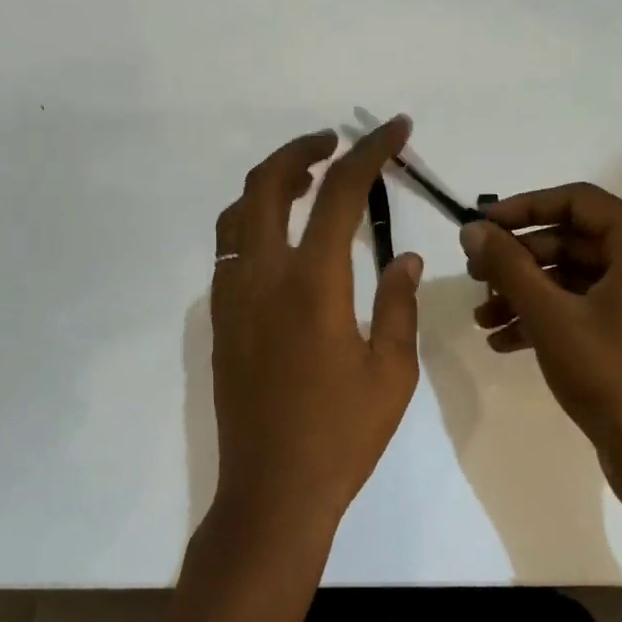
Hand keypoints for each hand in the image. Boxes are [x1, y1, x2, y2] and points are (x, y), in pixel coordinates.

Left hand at [208, 117, 424, 547]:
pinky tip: (286, 241)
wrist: (272, 491)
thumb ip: (398, 302)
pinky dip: (256, 220)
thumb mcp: (391, 370)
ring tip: (310, 183)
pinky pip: (231, 247)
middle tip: (336, 144)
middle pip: (267, 183)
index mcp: (313, 284)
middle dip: (302, 150)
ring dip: (273, 183)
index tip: (394, 130)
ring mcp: (232, 296)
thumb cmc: (342, 435)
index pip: (340, 193)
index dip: (370, 152)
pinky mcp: (220, 318)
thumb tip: (402, 254)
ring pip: (239, 212)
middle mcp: (263, 276)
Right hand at [459, 183, 621, 502]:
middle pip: (575, 241)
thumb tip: (472, 230)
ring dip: (527, 293)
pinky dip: (550, 317)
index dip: (522, 208)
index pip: (577, 200)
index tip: (481, 225)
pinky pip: (591, 307)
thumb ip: (508, 264)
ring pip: (578, 278)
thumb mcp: (549, 314)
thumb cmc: (610, 374)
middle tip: (475, 275)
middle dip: (519, 260)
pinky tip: (504, 340)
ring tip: (482, 316)